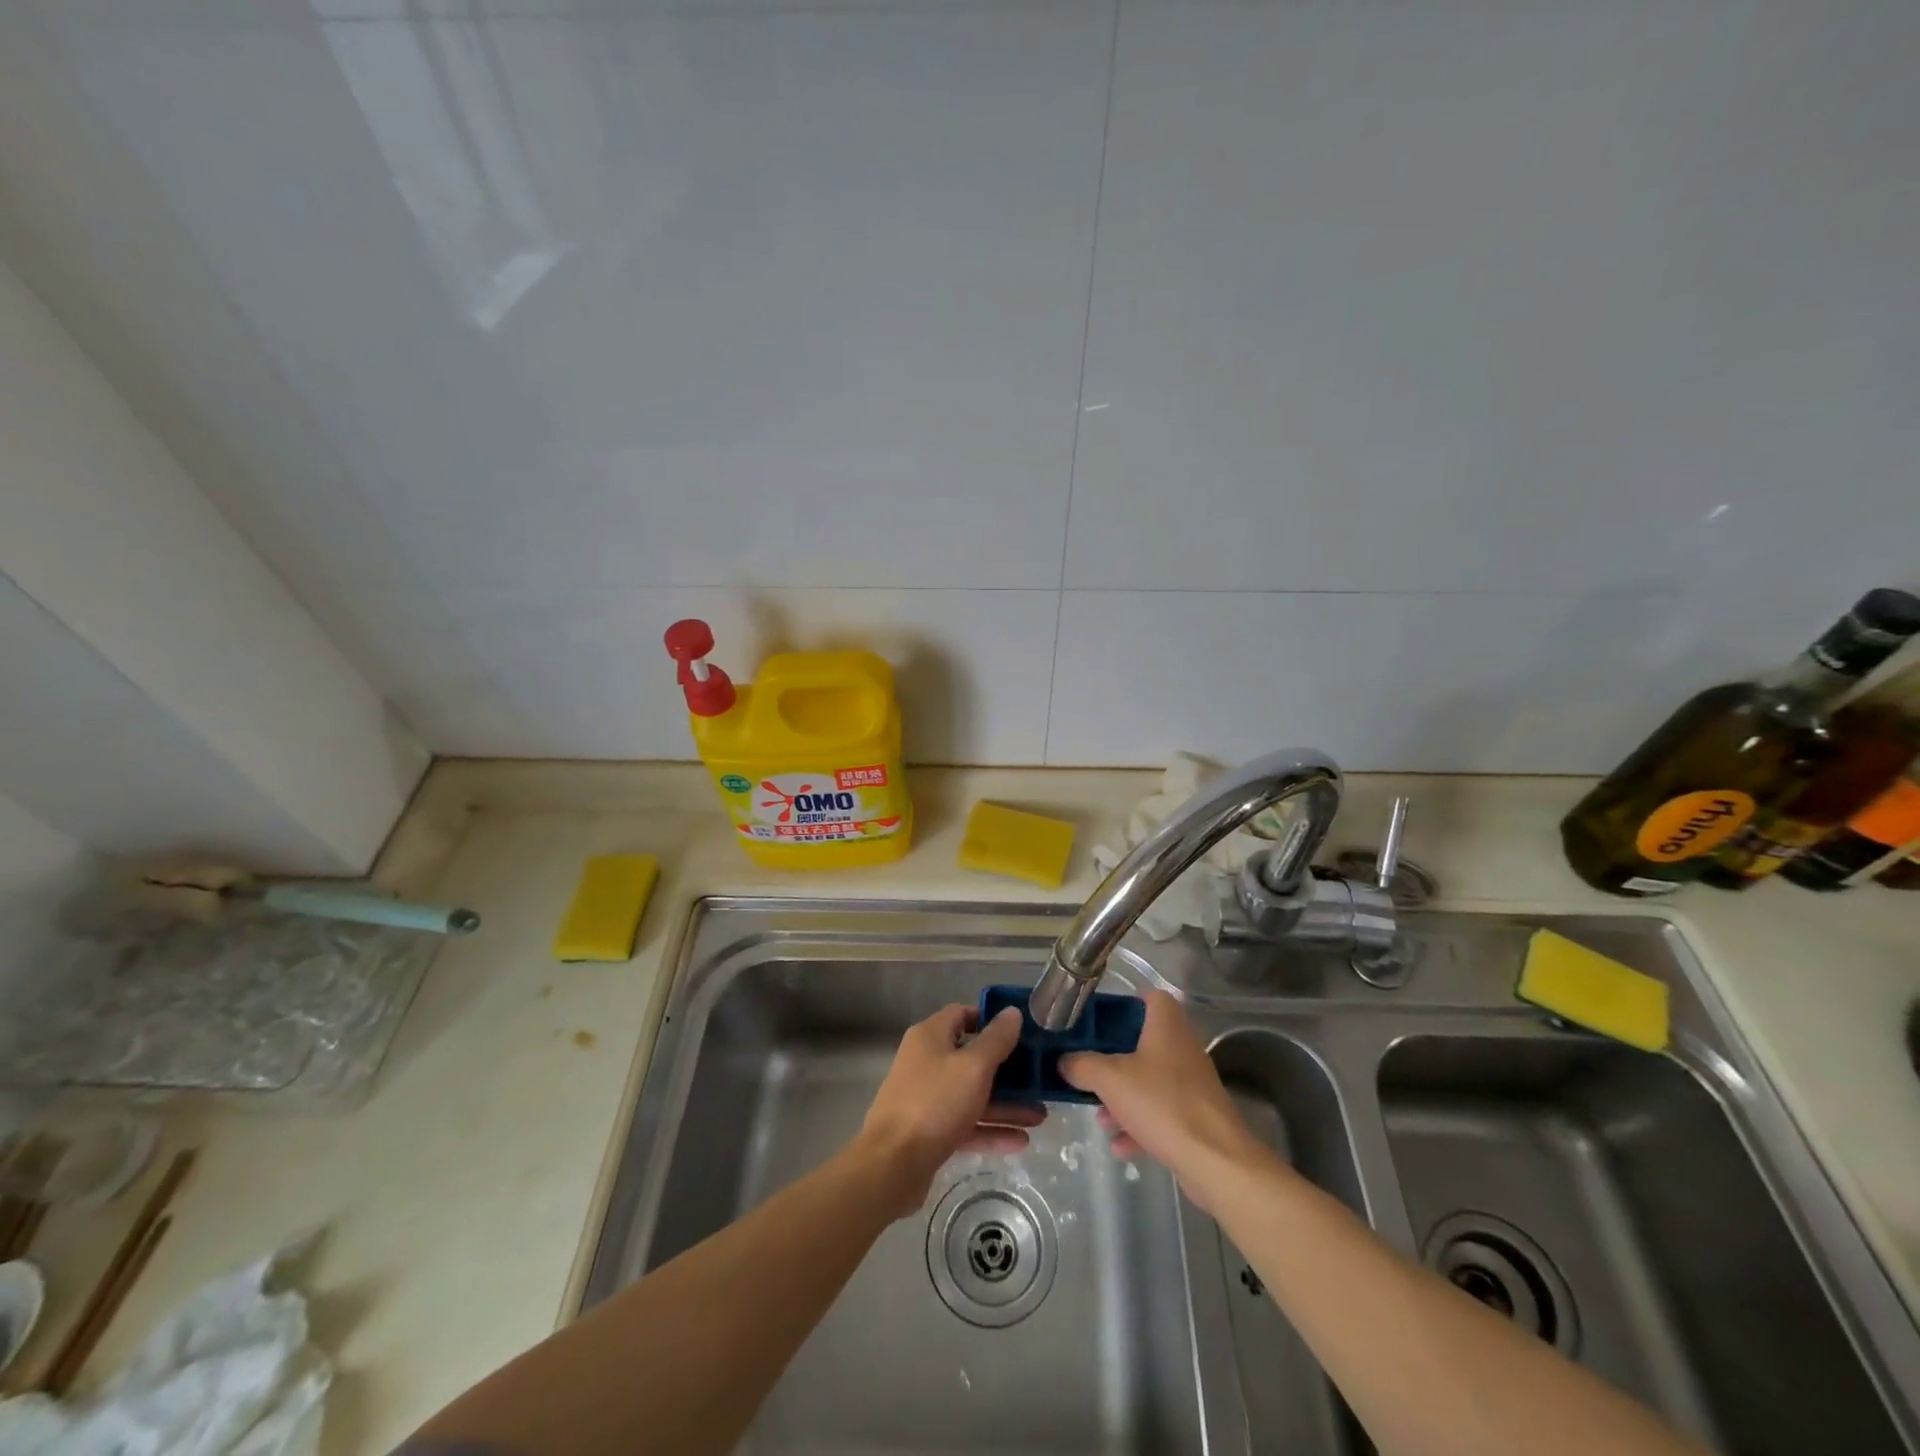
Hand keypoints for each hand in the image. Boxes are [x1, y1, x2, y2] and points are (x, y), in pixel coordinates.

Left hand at [857, 1005, 1041, 1216]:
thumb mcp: (973, 1067)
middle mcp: (927, 1061)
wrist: (891, 1165)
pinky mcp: (930, 1131)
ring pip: (972, 1094)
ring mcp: (927, 1098)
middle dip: (1007, 1071)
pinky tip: (1021, 1141)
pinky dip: (990, 1129)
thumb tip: (1012, 1012)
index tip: (1021, 1033)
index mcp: (931, 1037)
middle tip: (1039, 1078)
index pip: (963, 1015)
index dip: (991, 1021)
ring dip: (1005, 1105)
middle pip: (972, 1058)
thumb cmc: (934, 1103)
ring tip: (1040, 1116)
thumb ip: (996, 1040)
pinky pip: (966, 1123)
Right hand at [1059, 991, 1271, 1212]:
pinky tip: (1119, 1145)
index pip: (1150, 997)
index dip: (1125, 1005)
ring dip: (1123, 1096)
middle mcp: (1182, 1047)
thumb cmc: (1162, 1103)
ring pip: (1149, 1080)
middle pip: (1143, 1042)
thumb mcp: (1109, 1079)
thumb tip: (1064, 1060)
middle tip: (1090, 1070)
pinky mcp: (1196, 1116)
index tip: (1099, 1023)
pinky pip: (1160, 1111)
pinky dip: (1139, 1125)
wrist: (1216, 1161)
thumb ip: (1081, 1065)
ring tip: (1100, 1116)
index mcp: (1167, 1025)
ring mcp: (1191, 1083)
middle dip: (1114, 1059)